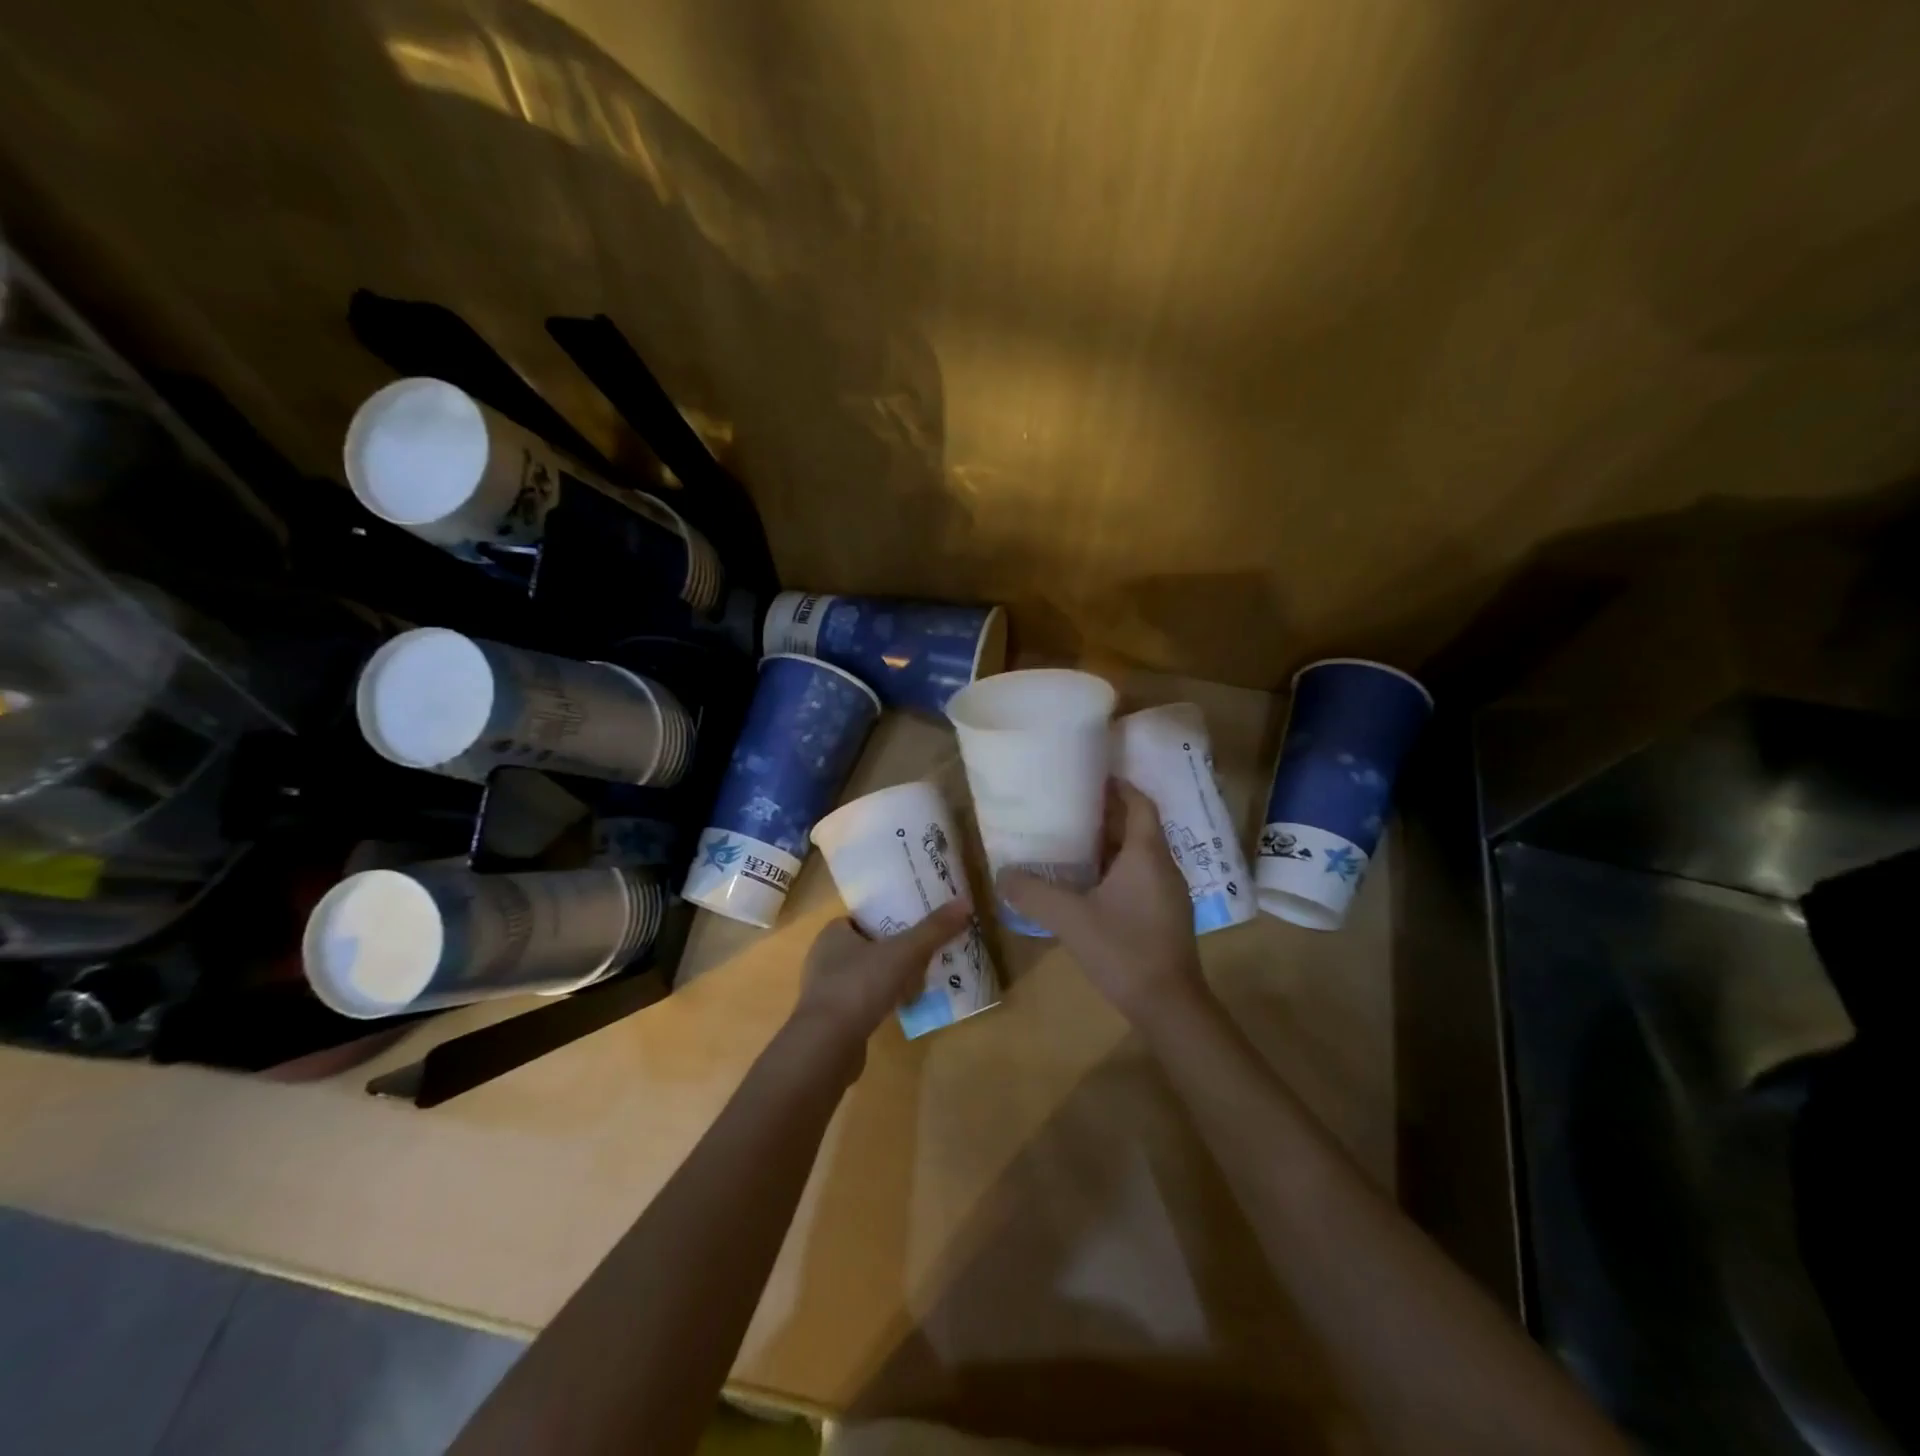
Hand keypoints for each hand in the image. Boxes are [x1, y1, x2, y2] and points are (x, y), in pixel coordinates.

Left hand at [791, 899, 974, 1057]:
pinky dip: (881, 1001)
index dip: (891, 919)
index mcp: (833, 933)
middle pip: (869, 946)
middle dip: (896, 951)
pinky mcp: (831, 1019)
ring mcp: (825, 990)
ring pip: (866, 975)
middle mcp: (824, 957)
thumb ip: (933, 930)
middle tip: (926, 954)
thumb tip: (964, 903)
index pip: (865, 918)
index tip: (917, 925)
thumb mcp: (903, 953)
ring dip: (890, 978)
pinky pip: (862, 1001)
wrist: (826, 1046)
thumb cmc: (859, 986)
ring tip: (920, 980)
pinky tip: (901, 1008)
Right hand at [997, 779, 1207, 1022]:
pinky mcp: (1166, 915)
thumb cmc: (1124, 950)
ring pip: (1140, 854)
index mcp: (1147, 854)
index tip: (1090, 778)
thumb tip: (1002, 875)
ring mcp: (1168, 893)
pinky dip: (1117, 870)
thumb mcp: (1070, 919)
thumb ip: (1033, 894)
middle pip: (1138, 826)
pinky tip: (1089, 885)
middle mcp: (1163, 866)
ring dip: (1111, 844)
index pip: (1139, 804)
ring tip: (1072, 841)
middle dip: (1107, 814)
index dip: (1118, 786)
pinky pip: (1141, 877)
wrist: (1170, 1005)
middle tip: (1068, 808)